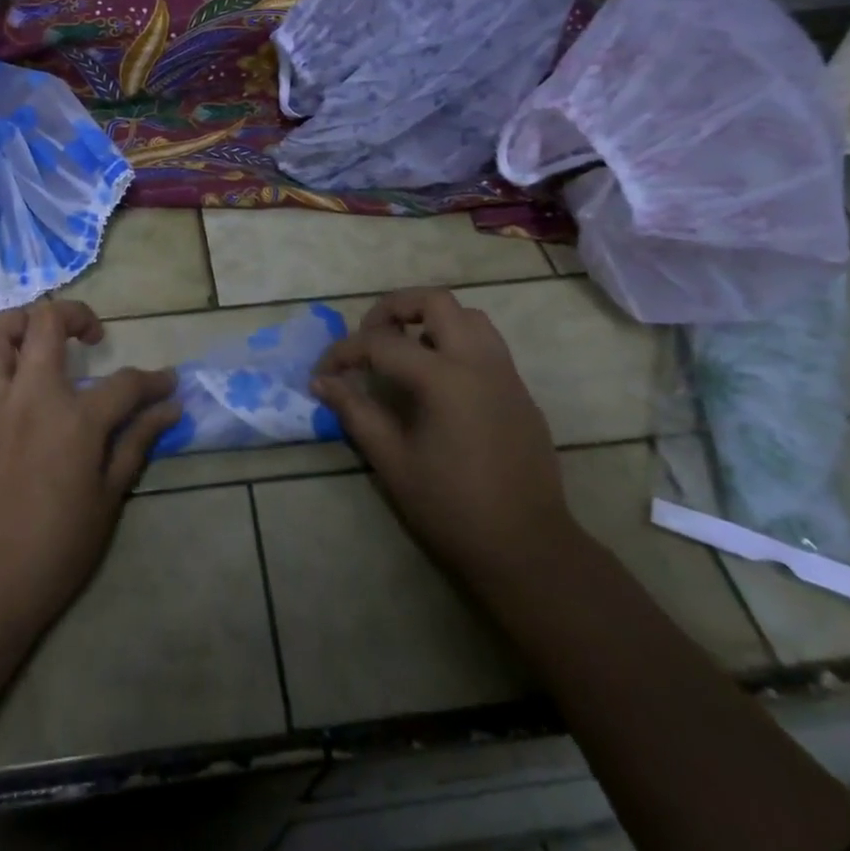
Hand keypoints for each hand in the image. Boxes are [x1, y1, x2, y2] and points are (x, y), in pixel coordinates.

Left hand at [0, 300, 178, 639]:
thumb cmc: (55, 549)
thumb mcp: (108, 498)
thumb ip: (137, 443)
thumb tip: (169, 408)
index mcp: (75, 420)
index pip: (126, 383)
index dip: (153, 380)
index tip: (166, 384)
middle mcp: (28, 398)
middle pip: (47, 324)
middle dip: (76, 315)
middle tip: (89, 334)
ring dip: (14, 325)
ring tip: (32, 338)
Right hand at [312, 288, 572, 579]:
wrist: (527, 549)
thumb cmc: (452, 508)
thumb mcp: (392, 461)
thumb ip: (356, 412)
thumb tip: (322, 383)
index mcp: (444, 378)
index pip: (382, 344)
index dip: (344, 353)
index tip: (322, 373)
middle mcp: (479, 362)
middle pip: (435, 301)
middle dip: (394, 308)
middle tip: (369, 335)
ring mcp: (506, 374)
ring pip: (468, 316)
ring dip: (431, 319)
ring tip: (405, 351)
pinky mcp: (520, 392)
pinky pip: (487, 344)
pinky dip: (456, 342)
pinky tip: (438, 380)